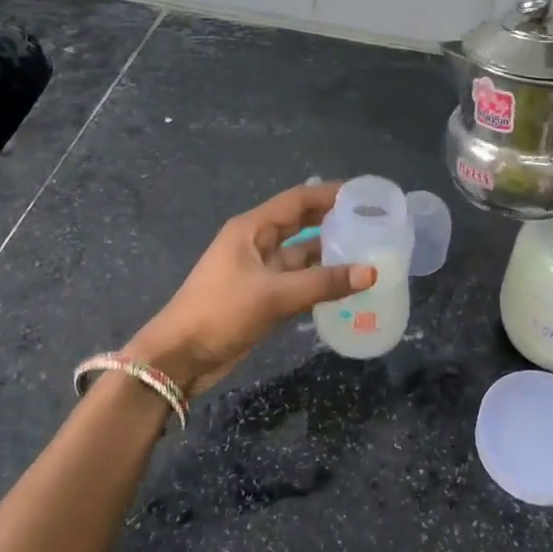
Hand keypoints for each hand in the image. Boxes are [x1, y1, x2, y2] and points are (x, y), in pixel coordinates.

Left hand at [123, 181, 375, 396]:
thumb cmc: (220, 313)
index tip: (364, 195)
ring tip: (368, 252)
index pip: (297, 200)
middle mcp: (257, 243)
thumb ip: (323, 283)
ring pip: (301, 254)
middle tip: (372, 222)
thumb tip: (371, 272)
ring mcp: (259, 271)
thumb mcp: (274, 295)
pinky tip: (346, 285)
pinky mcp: (262, 296)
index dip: (330, 194)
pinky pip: (298, 280)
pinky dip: (320, 280)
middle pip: (301, 223)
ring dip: (329, 253)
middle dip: (333, 220)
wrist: (180, 357)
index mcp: (252, 229)